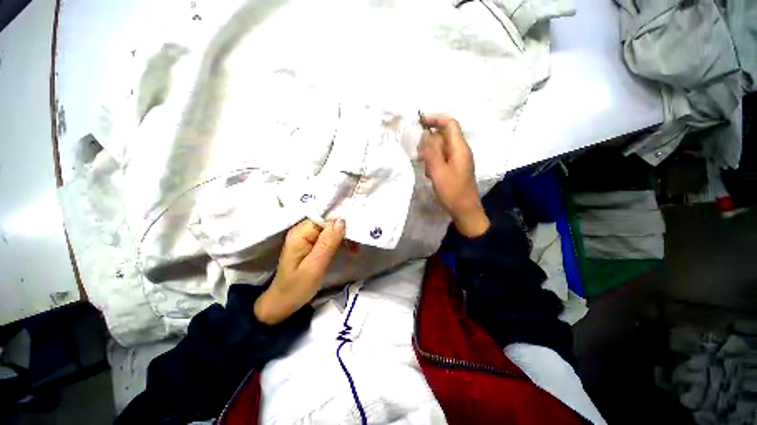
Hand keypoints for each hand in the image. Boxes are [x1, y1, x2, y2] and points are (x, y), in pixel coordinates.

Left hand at [254, 219, 344, 324]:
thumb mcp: (314, 267)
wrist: (282, 303)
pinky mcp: (311, 244)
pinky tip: (348, 248)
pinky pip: (328, 237)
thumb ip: (327, 243)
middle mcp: (302, 231)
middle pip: (327, 222)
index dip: (340, 223)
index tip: (354, 234)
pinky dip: (339, 242)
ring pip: (330, 229)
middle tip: (356, 245)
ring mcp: (306, 237)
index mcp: (300, 234)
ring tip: (354, 248)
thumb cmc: (296, 288)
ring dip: (343, 237)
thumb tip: (341, 221)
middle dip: (343, 231)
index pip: (323, 218)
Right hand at [418, 116, 489, 237]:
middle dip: (430, 143)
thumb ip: (431, 152)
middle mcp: (461, 151)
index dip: (436, 120)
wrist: (464, 210)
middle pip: (444, 137)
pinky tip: (431, 175)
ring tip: (427, 169)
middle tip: (420, 155)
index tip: (420, 122)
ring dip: (431, 155)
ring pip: (441, 149)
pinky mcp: (455, 168)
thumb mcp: (438, 171)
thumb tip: (424, 135)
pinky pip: (442, 159)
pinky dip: (434, 163)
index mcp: (460, 148)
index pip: (450, 124)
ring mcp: (458, 160)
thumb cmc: (452, 191)